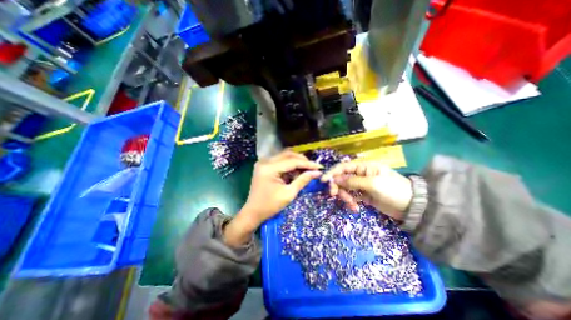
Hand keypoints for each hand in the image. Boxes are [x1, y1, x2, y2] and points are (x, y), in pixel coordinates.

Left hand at [223, 152, 320, 245]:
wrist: (253, 212)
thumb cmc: (270, 206)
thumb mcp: (289, 194)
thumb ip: (303, 180)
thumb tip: (317, 172)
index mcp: (269, 168)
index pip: (292, 161)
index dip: (307, 164)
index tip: (319, 167)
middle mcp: (265, 161)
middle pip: (288, 154)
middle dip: (302, 160)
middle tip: (313, 168)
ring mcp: (263, 162)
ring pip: (284, 156)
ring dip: (296, 161)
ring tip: (306, 170)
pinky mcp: (264, 165)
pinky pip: (280, 161)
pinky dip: (289, 165)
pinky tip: (295, 171)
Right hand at [320, 160, 410, 218]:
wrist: (412, 207)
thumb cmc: (393, 190)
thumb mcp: (373, 184)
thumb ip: (352, 181)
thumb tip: (335, 179)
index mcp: (364, 167)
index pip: (344, 167)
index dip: (332, 172)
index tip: (323, 181)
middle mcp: (361, 174)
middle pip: (342, 178)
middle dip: (338, 186)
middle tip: (334, 195)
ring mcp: (362, 185)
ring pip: (345, 188)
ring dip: (345, 196)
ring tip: (351, 205)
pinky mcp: (363, 195)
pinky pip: (351, 196)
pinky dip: (350, 202)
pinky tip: (354, 208)